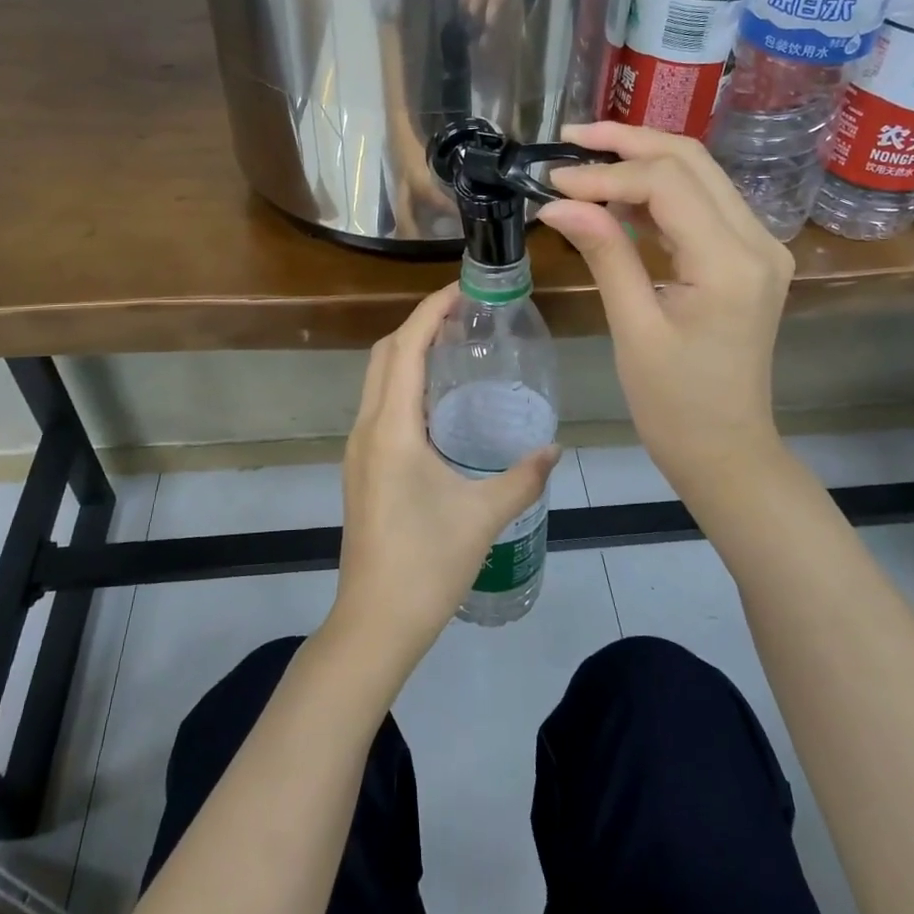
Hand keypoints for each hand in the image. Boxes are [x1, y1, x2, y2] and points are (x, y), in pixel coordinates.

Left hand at [330, 285, 558, 661]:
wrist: (374, 623)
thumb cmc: (426, 564)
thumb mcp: (482, 516)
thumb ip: (522, 477)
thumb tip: (554, 449)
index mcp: (391, 428)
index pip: (405, 348)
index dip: (430, 311)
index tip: (461, 290)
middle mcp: (367, 428)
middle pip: (385, 355)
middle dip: (419, 326)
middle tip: (465, 317)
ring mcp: (359, 449)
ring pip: (378, 380)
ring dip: (409, 354)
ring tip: (455, 349)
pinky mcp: (362, 469)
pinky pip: (381, 406)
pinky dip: (405, 385)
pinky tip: (440, 404)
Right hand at [540, 122, 793, 509]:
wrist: (727, 450)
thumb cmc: (675, 405)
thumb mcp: (634, 328)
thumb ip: (605, 254)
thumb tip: (559, 201)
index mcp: (731, 263)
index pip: (666, 185)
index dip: (605, 175)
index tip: (552, 180)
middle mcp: (757, 242)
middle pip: (691, 160)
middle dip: (628, 142)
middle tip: (570, 139)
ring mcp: (759, 246)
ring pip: (699, 174)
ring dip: (642, 159)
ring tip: (584, 160)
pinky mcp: (747, 256)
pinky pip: (701, 203)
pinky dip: (657, 191)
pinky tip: (615, 196)